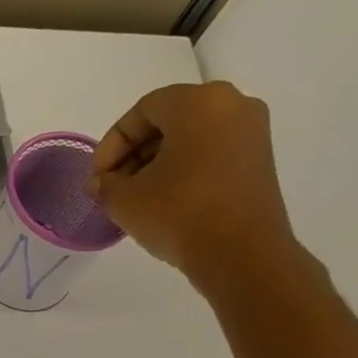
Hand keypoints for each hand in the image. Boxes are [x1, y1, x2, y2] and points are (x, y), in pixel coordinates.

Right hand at [88, 81, 302, 290]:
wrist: (240, 255)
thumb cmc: (179, 214)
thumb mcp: (125, 200)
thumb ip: (105, 184)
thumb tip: (101, 183)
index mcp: (199, 102)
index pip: (143, 110)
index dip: (112, 142)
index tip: (98, 176)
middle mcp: (232, 105)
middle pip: (169, 120)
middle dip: (134, 153)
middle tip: (113, 186)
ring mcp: (252, 133)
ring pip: (191, 138)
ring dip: (157, 163)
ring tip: (136, 198)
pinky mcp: (259, 162)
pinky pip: (211, 154)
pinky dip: (184, 170)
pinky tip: (164, 202)